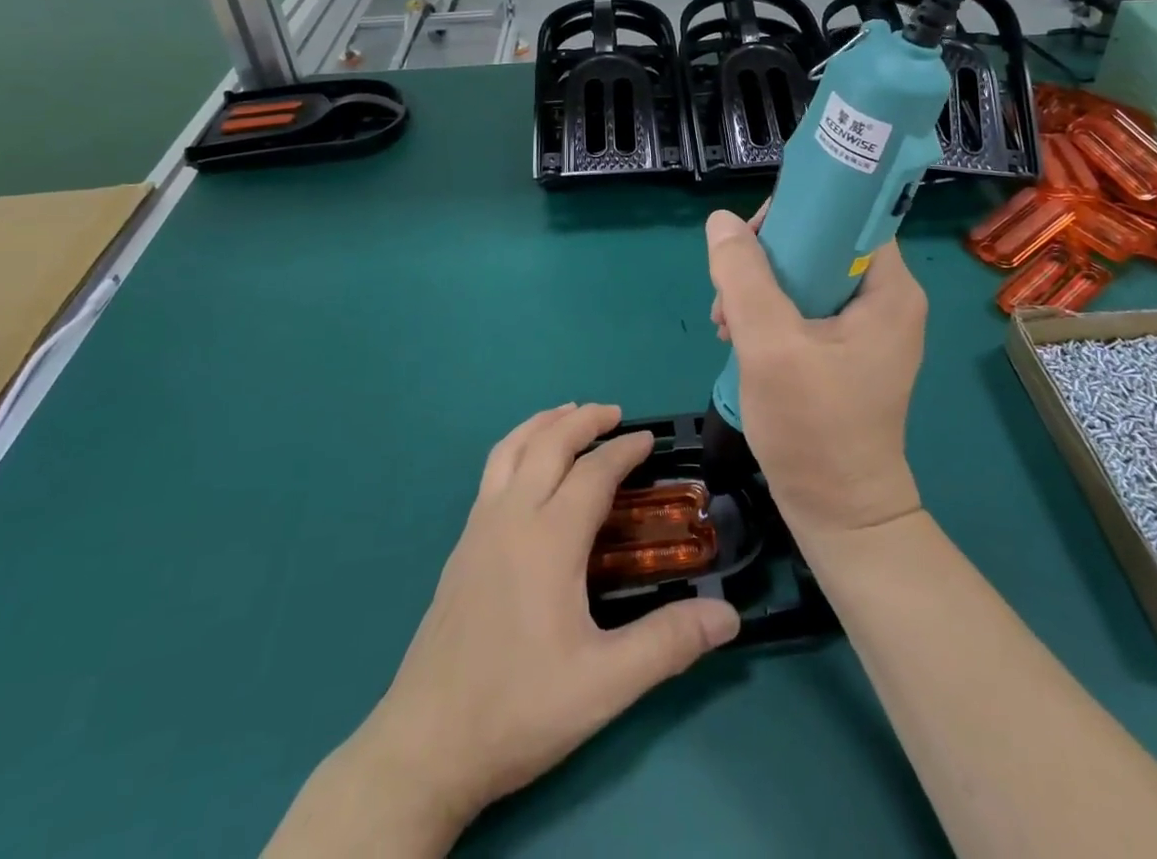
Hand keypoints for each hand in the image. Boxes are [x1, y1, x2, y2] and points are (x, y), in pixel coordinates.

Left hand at [332, 405, 739, 844]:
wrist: (427, 743)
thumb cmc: (519, 708)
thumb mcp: (605, 684)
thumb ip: (668, 644)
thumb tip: (729, 616)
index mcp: (548, 539)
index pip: (593, 473)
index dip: (624, 451)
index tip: (649, 439)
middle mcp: (511, 517)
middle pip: (548, 444)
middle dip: (583, 420)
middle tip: (614, 413)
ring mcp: (478, 528)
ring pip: (510, 449)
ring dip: (543, 423)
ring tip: (568, 415)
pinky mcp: (461, 547)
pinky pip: (492, 471)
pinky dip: (517, 446)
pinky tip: (526, 468)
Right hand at [705, 210, 925, 538]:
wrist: (839, 514)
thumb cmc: (813, 428)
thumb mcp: (770, 345)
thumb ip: (743, 276)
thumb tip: (721, 221)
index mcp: (889, 289)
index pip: (847, 215)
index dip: (797, 214)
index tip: (750, 240)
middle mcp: (886, 299)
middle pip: (819, 244)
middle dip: (764, 260)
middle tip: (728, 293)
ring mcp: (866, 327)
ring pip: (805, 275)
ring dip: (758, 288)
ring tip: (726, 324)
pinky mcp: (846, 350)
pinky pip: (803, 306)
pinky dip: (768, 314)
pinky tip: (739, 338)